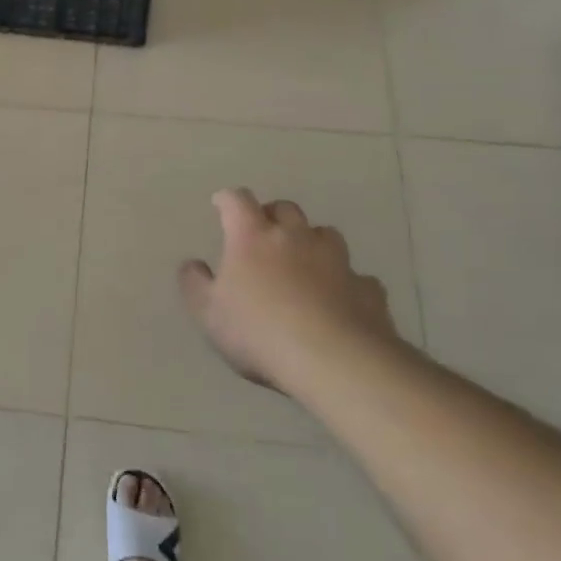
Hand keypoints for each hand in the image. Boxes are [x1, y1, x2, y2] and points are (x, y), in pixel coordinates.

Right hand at [179, 189, 400, 393]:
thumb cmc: (258, 331)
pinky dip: (345, 282)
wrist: (334, 360)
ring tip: (304, 263)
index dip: (228, 200)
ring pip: (325, 234)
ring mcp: (336, 260)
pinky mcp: (367, 288)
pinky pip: (355, 276)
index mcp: (252, 237)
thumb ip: (195, 284)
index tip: (221, 204)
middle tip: (263, 233)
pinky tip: (340, 301)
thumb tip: (193, 264)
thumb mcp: (208, 313)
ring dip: (312, 242)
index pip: (238, 201)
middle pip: (285, 209)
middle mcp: (295, 237)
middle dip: (272, 215)